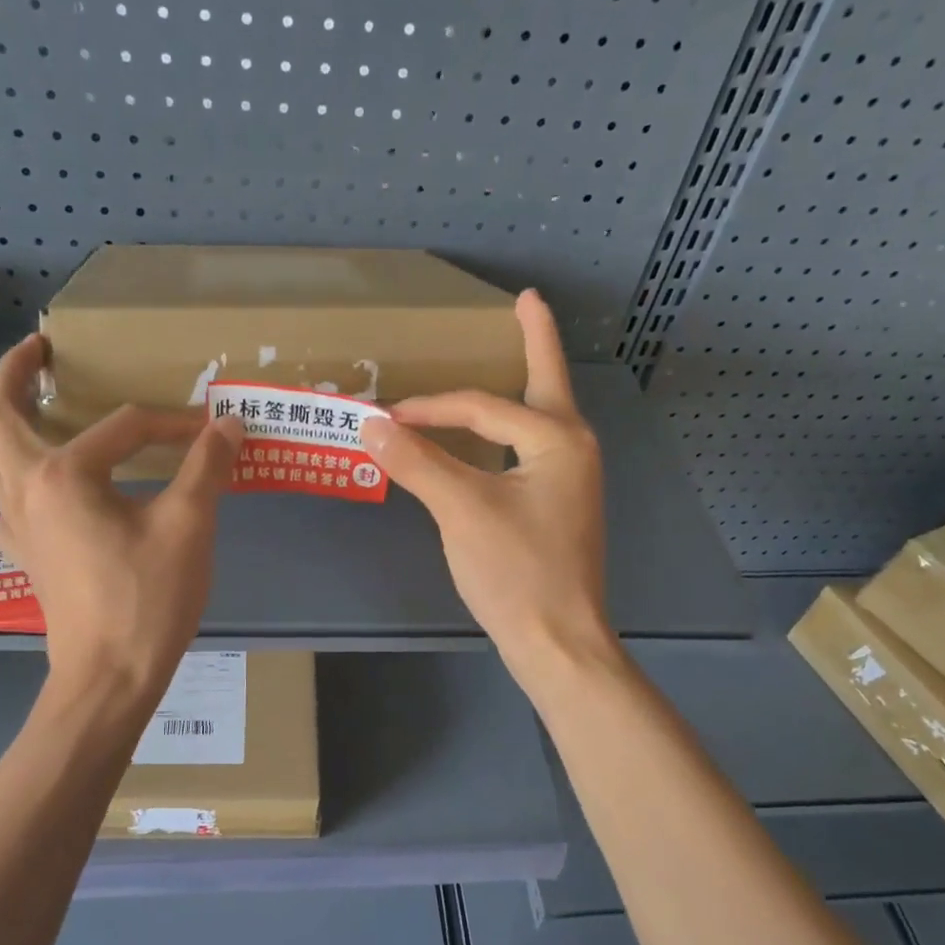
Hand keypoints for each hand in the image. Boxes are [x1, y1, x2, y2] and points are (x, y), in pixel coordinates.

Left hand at [0, 334, 244, 697]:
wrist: (109, 678)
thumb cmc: (147, 600)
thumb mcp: (188, 526)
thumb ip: (207, 466)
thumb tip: (229, 423)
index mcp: (62, 475)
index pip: (122, 427)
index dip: (171, 424)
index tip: (210, 433)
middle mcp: (25, 491)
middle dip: (14, 376)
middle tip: (40, 351)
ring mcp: (15, 527)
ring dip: (2, 426)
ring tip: (31, 408)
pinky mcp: (24, 556)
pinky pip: (4, 503)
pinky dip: (16, 481)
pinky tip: (46, 490)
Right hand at [360, 289, 612, 689]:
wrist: (556, 641)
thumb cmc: (515, 571)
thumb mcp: (461, 510)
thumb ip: (417, 462)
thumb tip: (371, 424)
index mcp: (557, 439)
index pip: (481, 407)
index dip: (429, 407)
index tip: (384, 417)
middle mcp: (573, 449)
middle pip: (543, 384)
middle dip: (533, 342)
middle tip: (527, 303)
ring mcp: (569, 480)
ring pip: (536, 419)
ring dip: (518, 388)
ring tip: (513, 353)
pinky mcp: (556, 507)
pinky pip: (527, 451)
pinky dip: (505, 432)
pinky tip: (492, 436)